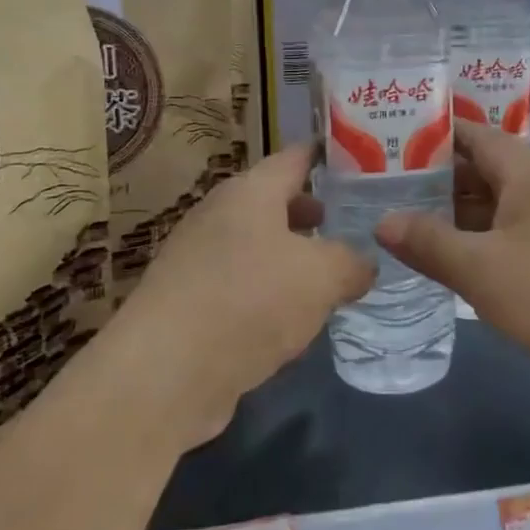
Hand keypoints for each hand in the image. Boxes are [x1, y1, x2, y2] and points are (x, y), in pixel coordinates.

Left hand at [116, 144, 373, 444]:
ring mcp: (199, 261)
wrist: (166, 374)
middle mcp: (220, 216)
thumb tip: (363, 264)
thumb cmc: (250, 300)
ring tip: (332, 276)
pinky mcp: (191, 305)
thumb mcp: (322, 276)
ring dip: (293, 259)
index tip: (360, 159)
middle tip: (353, 223)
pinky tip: (294, 322)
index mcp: (249, 192)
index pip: (295, 157)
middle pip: (274, 203)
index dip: (328, 155)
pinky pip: (243, 288)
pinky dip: (270, 296)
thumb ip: (351, 262)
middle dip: (313, 213)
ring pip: (259, 248)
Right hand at [375, 122, 529, 395]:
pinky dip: (484, 239)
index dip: (435, 136)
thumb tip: (382, 222)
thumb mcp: (480, 270)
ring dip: (460, 214)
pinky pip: (516, 233)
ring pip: (502, 206)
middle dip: (440, 180)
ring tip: (411, 223)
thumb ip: (428, 242)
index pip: (477, 136)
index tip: (392, 142)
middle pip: (487, 170)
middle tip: (389, 189)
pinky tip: (456, 259)